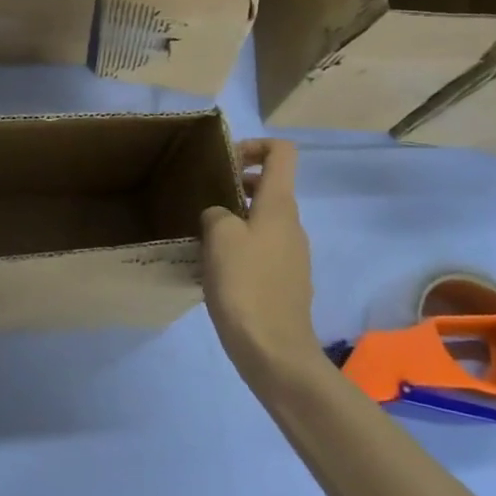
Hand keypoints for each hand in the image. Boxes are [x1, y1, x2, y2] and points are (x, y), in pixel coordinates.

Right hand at [200, 139, 320, 393]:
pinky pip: (262, 248)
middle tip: (203, 198)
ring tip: (203, 235)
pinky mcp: (285, 281)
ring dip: (235, 218)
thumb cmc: (246, 285)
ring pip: (263, 219)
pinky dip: (240, 247)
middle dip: (236, 183)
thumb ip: (216, 212)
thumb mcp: (219, 237)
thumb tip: (219, 217)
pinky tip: (216, 268)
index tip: (225, 161)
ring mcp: (292, 254)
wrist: (274, 351)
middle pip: (269, 186)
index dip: (254, 145)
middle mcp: (292, 224)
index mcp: (279, 206)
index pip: (282, 153)